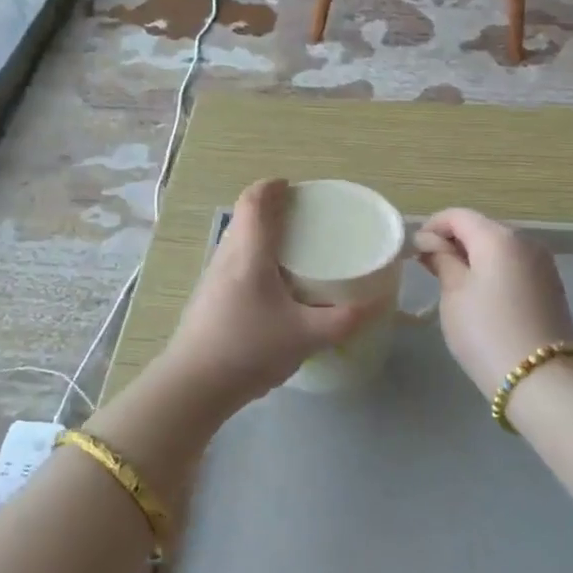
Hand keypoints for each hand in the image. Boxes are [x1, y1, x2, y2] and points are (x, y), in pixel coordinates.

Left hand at [160, 179, 376, 410]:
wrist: (194, 385)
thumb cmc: (250, 349)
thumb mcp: (307, 336)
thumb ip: (345, 320)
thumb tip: (378, 302)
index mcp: (248, 254)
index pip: (254, 201)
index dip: (272, 187)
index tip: (294, 186)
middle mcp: (226, 257)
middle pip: (245, 218)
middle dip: (271, 210)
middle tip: (303, 218)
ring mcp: (212, 279)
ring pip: (237, 242)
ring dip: (260, 235)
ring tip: (292, 248)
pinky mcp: (207, 299)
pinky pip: (233, 263)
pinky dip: (253, 258)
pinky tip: (273, 285)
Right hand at [414, 209, 572, 397]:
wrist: (540, 379)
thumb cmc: (486, 331)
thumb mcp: (454, 293)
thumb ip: (441, 260)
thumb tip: (430, 242)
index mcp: (499, 237)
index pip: (458, 216)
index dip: (432, 227)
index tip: (414, 251)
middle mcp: (526, 241)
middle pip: (481, 229)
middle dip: (454, 242)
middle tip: (429, 268)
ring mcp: (543, 264)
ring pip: (499, 248)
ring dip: (474, 257)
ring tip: (452, 283)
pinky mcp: (551, 287)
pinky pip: (514, 266)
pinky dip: (494, 271)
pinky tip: (481, 296)